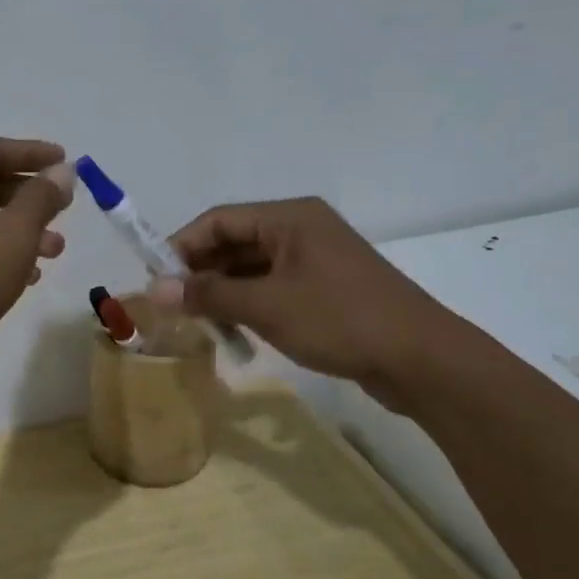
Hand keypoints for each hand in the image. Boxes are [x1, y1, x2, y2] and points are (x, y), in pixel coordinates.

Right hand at [150, 198, 458, 404]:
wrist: (423, 361)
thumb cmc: (340, 320)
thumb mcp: (266, 307)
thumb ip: (208, 295)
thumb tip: (155, 289)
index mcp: (289, 217)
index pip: (219, 220)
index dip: (182, 246)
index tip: (156, 278)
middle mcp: (301, 229)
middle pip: (235, 241)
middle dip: (201, 271)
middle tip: (171, 303)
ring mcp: (316, 259)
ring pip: (252, 267)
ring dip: (222, 290)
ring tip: (196, 320)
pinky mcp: (326, 288)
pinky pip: (272, 286)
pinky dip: (248, 303)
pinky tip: (232, 329)